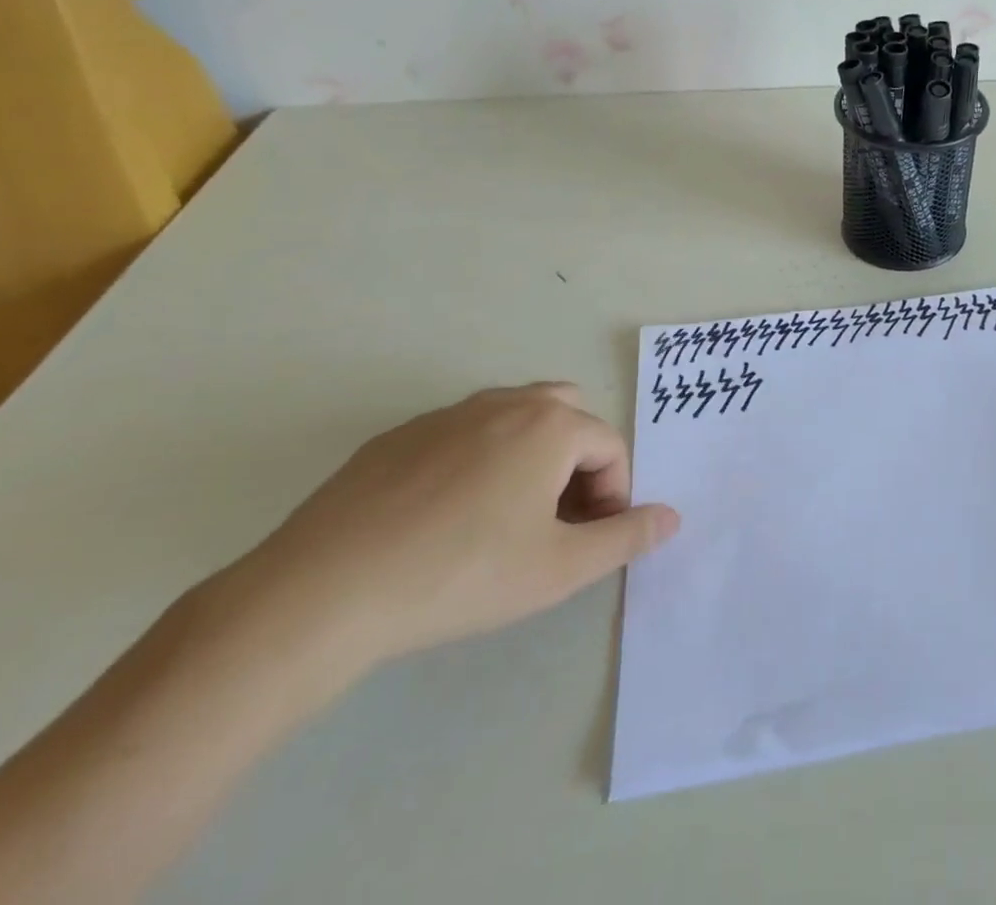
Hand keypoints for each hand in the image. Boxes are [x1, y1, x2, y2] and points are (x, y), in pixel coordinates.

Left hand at [224, 383, 678, 675]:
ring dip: (531, 455)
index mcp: (552, 425)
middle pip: (568, 414)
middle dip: (577, 460)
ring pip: (514, 417)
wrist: (322, 593)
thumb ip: (626, 538)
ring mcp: (448, 414)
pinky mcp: (399, 436)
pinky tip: (444, 519)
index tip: (589, 541)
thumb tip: (672, 516)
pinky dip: (477, 460)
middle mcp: (506, 402)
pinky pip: (462, 434)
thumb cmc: (461, 575)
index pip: (610, 447)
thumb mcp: (559, 569)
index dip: (614, 495)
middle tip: (557, 519)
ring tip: (506, 518)